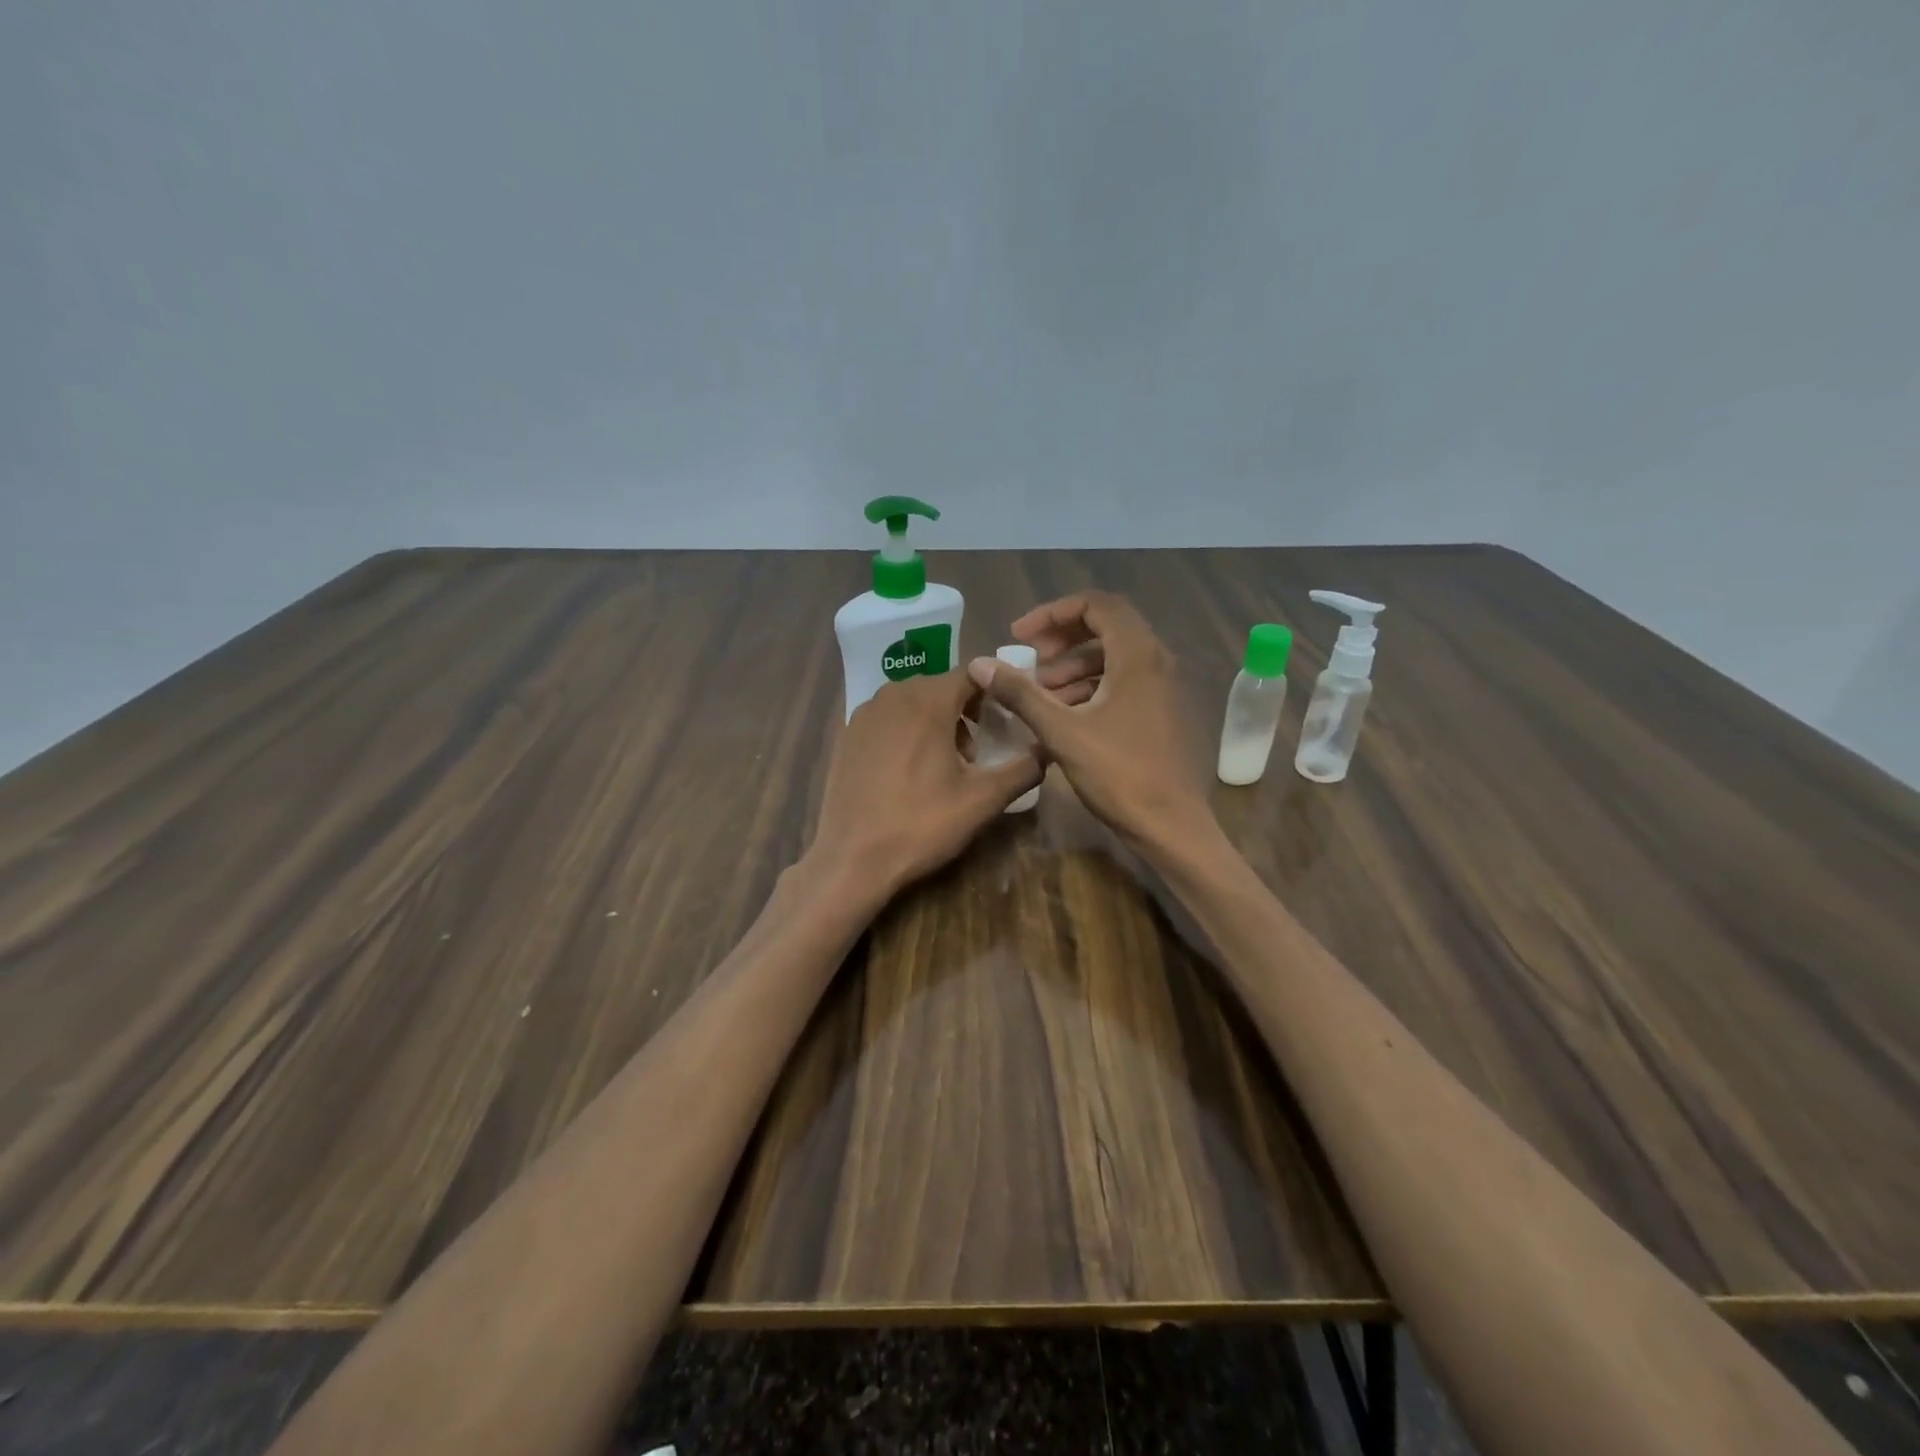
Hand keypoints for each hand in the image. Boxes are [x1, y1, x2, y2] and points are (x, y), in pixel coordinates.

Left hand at [809, 669, 1042, 897]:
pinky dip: (907, 731)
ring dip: (937, 721)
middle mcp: (893, 693)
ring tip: (947, 765)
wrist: (852, 859)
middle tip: (979, 752)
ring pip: (913, 702)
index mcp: (928, 700)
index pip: (973, 673)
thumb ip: (1024, 769)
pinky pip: (888, 718)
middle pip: (942, 687)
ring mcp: (864, 713)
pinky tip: (910, 771)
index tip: (1009, 719)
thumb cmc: (922, 824)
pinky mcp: (847, 734)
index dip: (996, 692)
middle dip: (966, 711)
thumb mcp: (983, 800)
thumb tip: (1047, 749)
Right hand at [967, 591, 1211, 854]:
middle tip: (1030, 658)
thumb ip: (1020, 694)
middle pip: (1106, 625)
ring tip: (1041, 691)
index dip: (1053, 613)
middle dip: (1062, 636)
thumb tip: (979, 664)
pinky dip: (1092, 685)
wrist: (1171, 826)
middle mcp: (1156, 660)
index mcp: (1137, 655)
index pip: (1096, 604)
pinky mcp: (1161, 710)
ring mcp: (1163, 686)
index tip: (1020, 637)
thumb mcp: (1062, 732)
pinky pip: (1123, 680)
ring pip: (1114, 656)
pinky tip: (1065, 713)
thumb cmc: (1119, 774)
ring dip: (1074, 665)